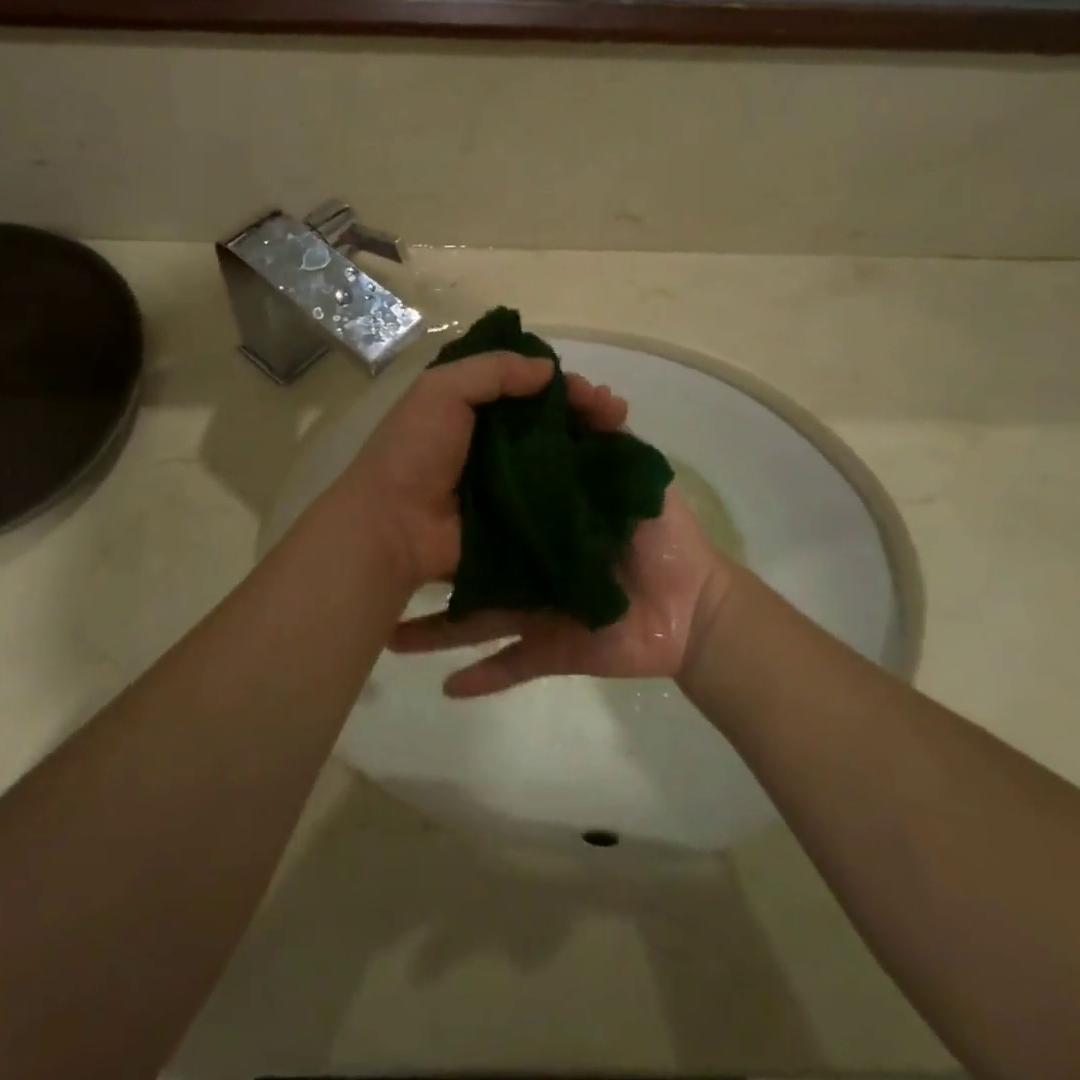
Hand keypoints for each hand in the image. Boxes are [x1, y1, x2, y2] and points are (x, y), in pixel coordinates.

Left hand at [330, 354, 625, 595]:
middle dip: (588, 414)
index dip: (563, 385)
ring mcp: (508, 482)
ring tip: (623, 442)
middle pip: (551, 421)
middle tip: (616, 415)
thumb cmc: (415, 449)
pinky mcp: (518, 517)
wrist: (394, 524)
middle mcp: (494, 441)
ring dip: (593, 448)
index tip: (592, 392)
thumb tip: (548, 369)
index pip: (529, 387)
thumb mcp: (442, 389)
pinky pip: (557, 499)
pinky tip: (612, 483)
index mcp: (473, 406)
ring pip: (560, 459)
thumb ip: (493, 370)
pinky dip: (584, 490)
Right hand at [387, 383, 738, 696]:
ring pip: (474, 619)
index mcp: (543, 521)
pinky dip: (480, 678)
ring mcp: (534, 608)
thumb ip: (609, 438)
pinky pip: (509, 666)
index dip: (459, 490)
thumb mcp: (637, 475)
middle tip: (382, 554)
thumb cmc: (667, 538)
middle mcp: (528, 561)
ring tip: (391, 633)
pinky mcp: (548, 648)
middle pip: (470, 563)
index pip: (494, 503)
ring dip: (434, 631)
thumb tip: (583, 393)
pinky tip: (444, 685)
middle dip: (427, 565)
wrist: (696, 611)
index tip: (421, 474)